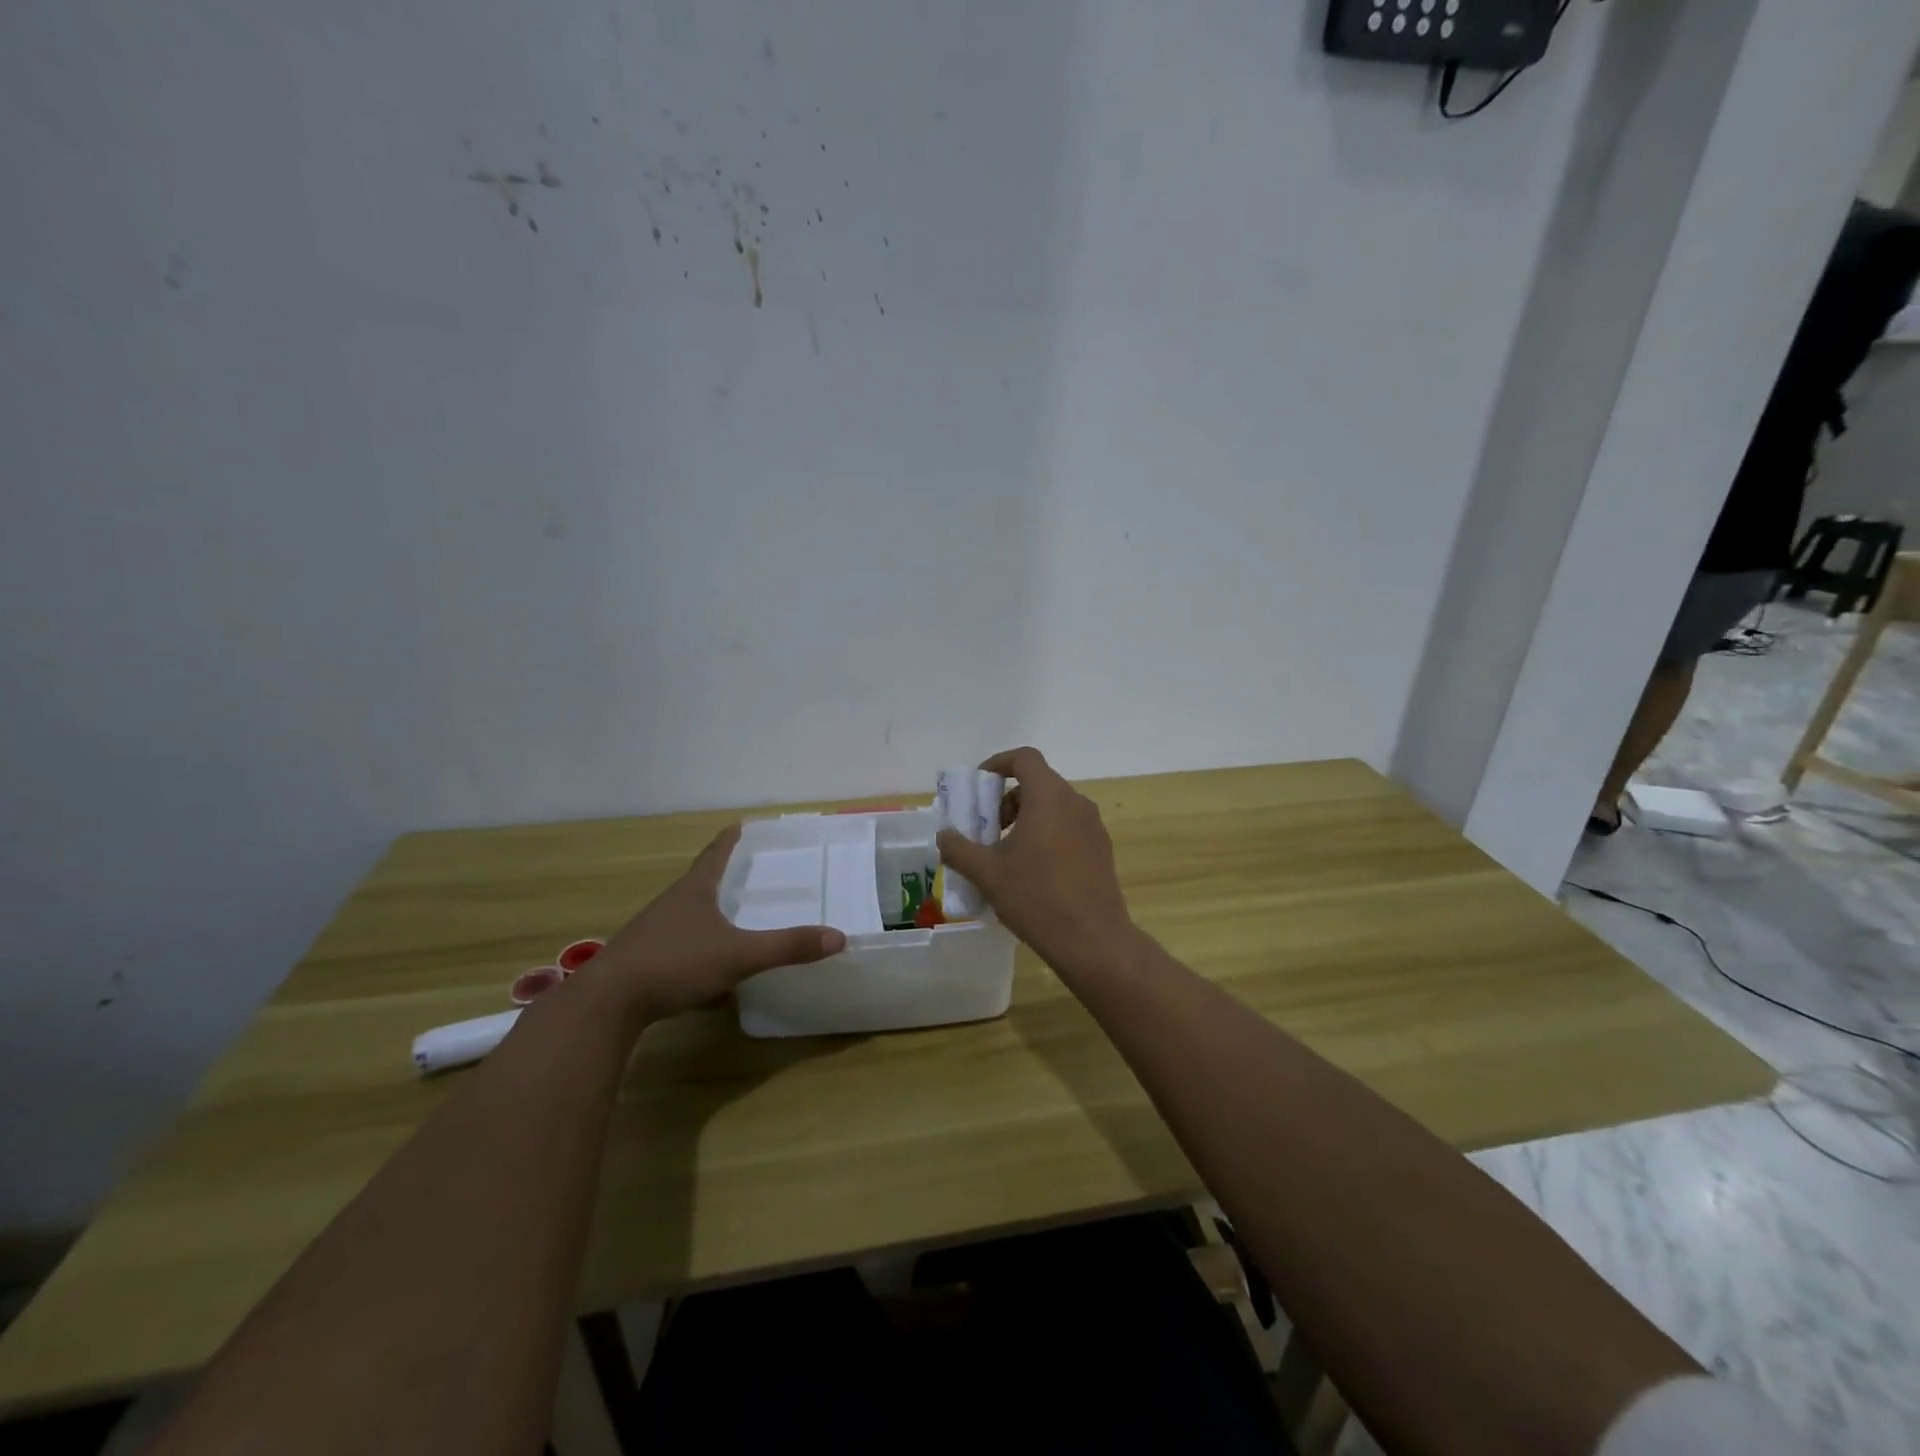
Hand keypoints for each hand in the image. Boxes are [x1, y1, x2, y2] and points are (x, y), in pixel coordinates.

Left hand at [597, 825, 844, 1020]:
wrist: (607, 1004)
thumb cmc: (675, 963)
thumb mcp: (738, 955)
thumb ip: (787, 947)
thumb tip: (838, 937)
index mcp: (694, 891)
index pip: (715, 854)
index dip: (730, 840)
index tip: (740, 824)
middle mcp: (671, 904)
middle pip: (700, 882)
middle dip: (722, 876)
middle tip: (748, 873)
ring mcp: (652, 932)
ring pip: (687, 916)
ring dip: (708, 914)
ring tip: (731, 920)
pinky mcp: (641, 961)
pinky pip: (677, 947)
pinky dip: (696, 950)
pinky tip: (708, 973)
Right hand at [935, 747, 1139, 977]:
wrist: (1093, 940)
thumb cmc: (1036, 898)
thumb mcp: (987, 874)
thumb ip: (959, 849)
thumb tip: (943, 835)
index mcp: (1049, 797)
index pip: (1024, 758)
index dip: (998, 764)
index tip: (979, 788)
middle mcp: (1075, 802)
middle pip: (1038, 782)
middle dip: (1008, 799)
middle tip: (989, 829)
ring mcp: (1093, 826)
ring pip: (1054, 806)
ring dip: (1027, 818)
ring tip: (1008, 854)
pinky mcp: (1102, 849)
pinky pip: (1069, 827)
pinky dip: (1047, 834)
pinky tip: (1035, 872)